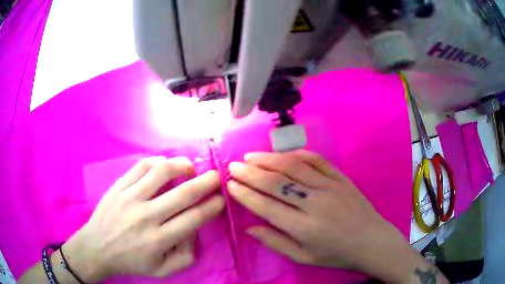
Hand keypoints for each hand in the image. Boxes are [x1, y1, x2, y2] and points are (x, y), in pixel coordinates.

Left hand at [63, 157, 224, 281]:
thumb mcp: (163, 271)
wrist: (97, 248)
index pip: (194, 218)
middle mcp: (146, 216)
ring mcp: (130, 197)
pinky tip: (164, 166)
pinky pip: (141, 166)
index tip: (222, 198)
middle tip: (217, 176)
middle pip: (184, 193)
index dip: (213, 206)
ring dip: (183, 165)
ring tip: (191, 168)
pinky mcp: (119, 186)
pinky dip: (158, 162)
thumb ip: (187, 255)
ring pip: (162, 172)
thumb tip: (196, 230)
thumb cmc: (131, 261)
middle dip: (207, 182)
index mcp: (159, 240)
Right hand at [228, 150, 442, 282]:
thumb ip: (276, 242)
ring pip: (294, 167)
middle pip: (277, 183)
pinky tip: (282, 154)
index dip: (246, 194)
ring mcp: (330, 187)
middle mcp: (315, 204)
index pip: (267, 207)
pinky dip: (297, 154)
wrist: (371, 241)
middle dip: (250, 173)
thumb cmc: (336, 254)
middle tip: (233, 166)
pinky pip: (317, 160)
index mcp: (305, 228)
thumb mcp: (304, 258)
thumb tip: (250, 228)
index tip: (230, 185)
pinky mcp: (341, 178)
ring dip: (269, 159)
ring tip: (250, 156)